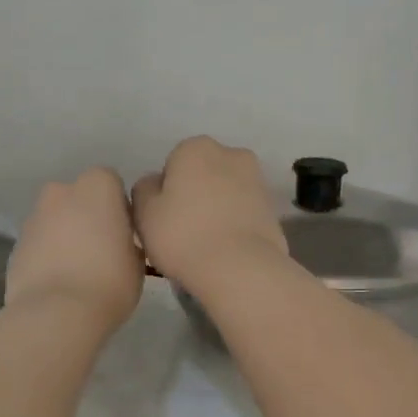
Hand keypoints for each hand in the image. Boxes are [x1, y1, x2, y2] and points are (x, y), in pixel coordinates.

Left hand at [5, 167, 143, 330]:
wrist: (56, 313)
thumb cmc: (109, 281)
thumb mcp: (137, 261)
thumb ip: (127, 240)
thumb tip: (119, 243)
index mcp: (97, 186)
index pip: (111, 183)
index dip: (118, 207)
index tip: (123, 234)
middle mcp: (61, 192)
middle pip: (78, 198)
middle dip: (86, 216)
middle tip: (100, 249)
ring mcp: (34, 217)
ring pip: (55, 220)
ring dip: (64, 235)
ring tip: (77, 270)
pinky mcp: (16, 244)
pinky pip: (39, 243)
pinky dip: (47, 255)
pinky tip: (57, 282)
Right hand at [131, 137, 289, 289]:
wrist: (240, 268)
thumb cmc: (183, 235)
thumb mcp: (144, 213)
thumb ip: (144, 189)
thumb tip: (156, 184)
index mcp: (195, 148)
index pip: (172, 165)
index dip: (165, 193)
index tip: (164, 219)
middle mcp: (231, 154)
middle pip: (203, 174)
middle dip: (195, 195)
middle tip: (183, 230)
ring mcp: (257, 180)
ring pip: (225, 192)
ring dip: (216, 209)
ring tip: (206, 243)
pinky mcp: (273, 209)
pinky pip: (243, 213)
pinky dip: (235, 224)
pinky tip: (226, 249)